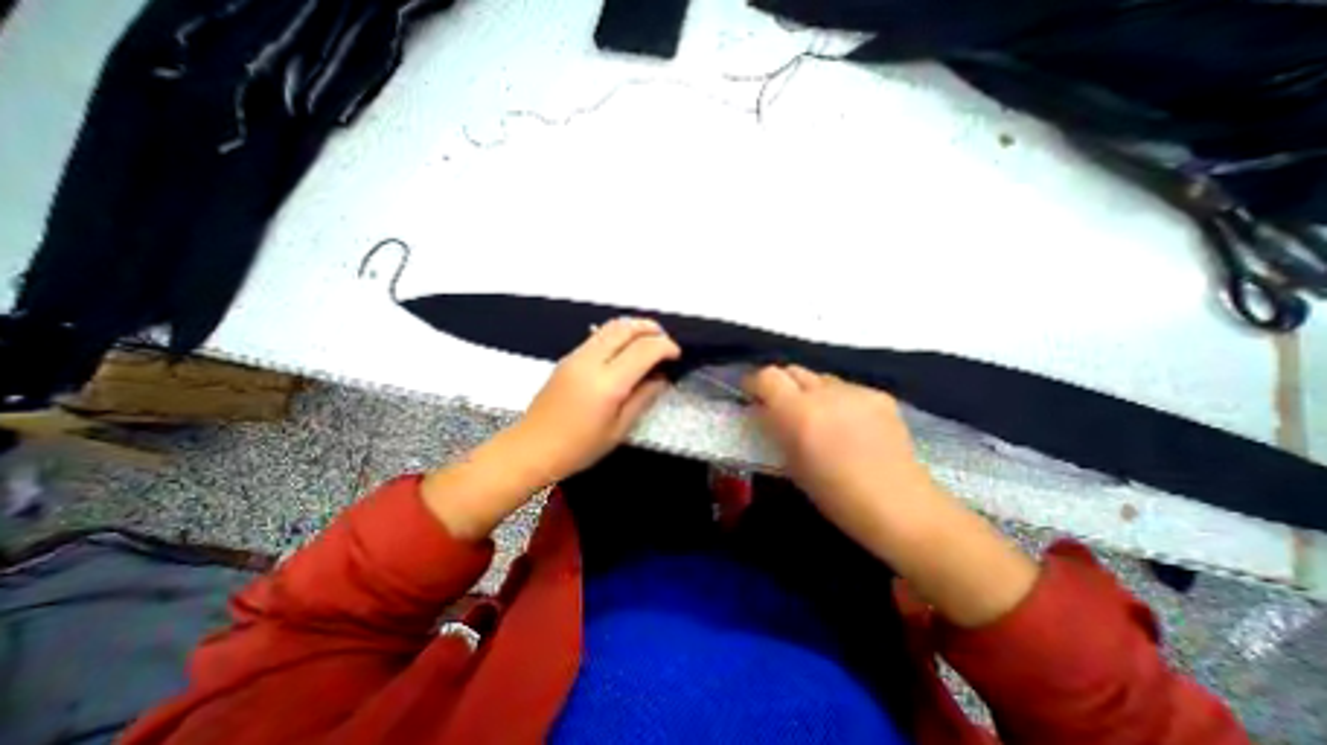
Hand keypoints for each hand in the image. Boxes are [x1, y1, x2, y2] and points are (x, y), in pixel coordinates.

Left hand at [503, 316, 676, 483]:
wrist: (532, 448)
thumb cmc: (579, 448)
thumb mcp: (619, 429)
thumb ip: (643, 398)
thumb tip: (661, 378)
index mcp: (607, 384)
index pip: (644, 349)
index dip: (665, 347)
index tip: (677, 355)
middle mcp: (591, 361)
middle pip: (626, 327)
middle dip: (651, 328)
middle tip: (666, 341)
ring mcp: (576, 356)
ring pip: (610, 326)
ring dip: (634, 327)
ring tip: (649, 340)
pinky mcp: (567, 357)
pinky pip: (598, 335)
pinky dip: (619, 334)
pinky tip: (626, 350)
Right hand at [742, 366, 1041, 626]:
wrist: (899, 506)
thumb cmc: (834, 494)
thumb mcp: (791, 463)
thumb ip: (775, 428)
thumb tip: (764, 409)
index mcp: (799, 412)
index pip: (768, 376)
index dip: (755, 382)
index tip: (751, 395)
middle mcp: (825, 393)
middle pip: (792, 369)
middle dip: (781, 384)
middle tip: (782, 406)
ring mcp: (855, 391)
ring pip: (820, 378)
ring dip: (810, 391)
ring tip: (819, 416)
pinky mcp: (879, 395)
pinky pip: (846, 388)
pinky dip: (838, 400)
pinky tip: (849, 424)